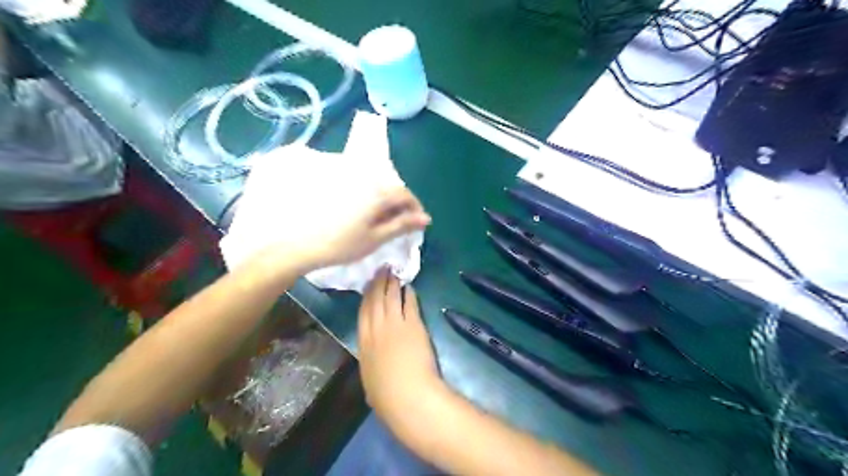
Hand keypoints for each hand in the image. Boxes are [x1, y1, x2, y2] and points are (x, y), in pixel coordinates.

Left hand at [256, 185, 430, 275]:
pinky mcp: (329, 177)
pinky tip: (355, 208)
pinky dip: (363, 193)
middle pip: (389, 185)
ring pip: (372, 182)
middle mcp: (363, 177)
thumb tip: (425, 218)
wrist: (295, 244)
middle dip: (398, 202)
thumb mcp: (375, 238)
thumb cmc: (339, 245)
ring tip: (376, 216)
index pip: (405, 194)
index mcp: (377, 191)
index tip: (417, 223)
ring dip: (380, 197)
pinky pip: (355, 181)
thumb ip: (402, 225)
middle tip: (396, 222)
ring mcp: (344, 175)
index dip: (415, 208)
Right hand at [355, 271, 443, 426]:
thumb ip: (371, 363)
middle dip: (377, 283)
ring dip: (392, 283)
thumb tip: (373, 360)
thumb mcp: (370, 378)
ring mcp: (395, 324)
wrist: (407, 394)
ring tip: (393, 272)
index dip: (365, 296)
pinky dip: (409, 294)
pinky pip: (410, 304)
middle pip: (375, 300)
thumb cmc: (386, 396)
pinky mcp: (414, 324)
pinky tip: (410, 287)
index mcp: (363, 342)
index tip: (368, 285)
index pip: (363, 313)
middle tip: (380, 269)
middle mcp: (377, 328)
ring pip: (391, 298)